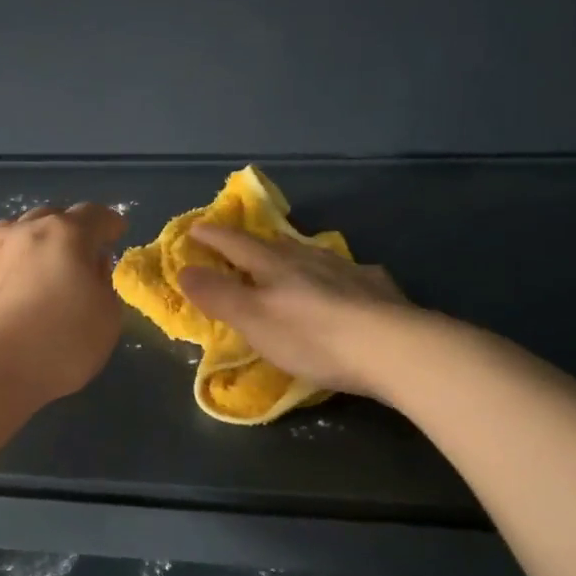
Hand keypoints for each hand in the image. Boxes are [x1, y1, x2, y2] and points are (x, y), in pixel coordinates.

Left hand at [0, 203, 126, 405]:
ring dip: (34, 245)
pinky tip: (8, 297)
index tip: (116, 233)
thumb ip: (104, 286)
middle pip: (52, 218)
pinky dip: (8, 272)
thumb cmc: (55, 345)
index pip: (94, 215)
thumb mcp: (105, 321)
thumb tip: (92, 267)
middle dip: (70, 230)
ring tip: (41, 270)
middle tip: (79, 254)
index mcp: (65, 235)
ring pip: (17, 235)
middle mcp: (24, 232)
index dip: (109, 223)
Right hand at [178, 224, 410, 397]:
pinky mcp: (377, 290)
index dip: (214, 237)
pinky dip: (337, 276)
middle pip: (275, 245)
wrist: (392, 348)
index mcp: (276, 266)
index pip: (236, 244)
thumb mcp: (254, 319)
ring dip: (295, 256)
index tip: (195, 228)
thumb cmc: (312, 337)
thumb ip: (219, 295)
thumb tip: (183, 269)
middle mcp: (310, 260)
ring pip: (313, 255)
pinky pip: (350, 274)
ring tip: (289, 261)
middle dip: (253, 244)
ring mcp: (347, 271)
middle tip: (240, 244)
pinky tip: (346, 283)